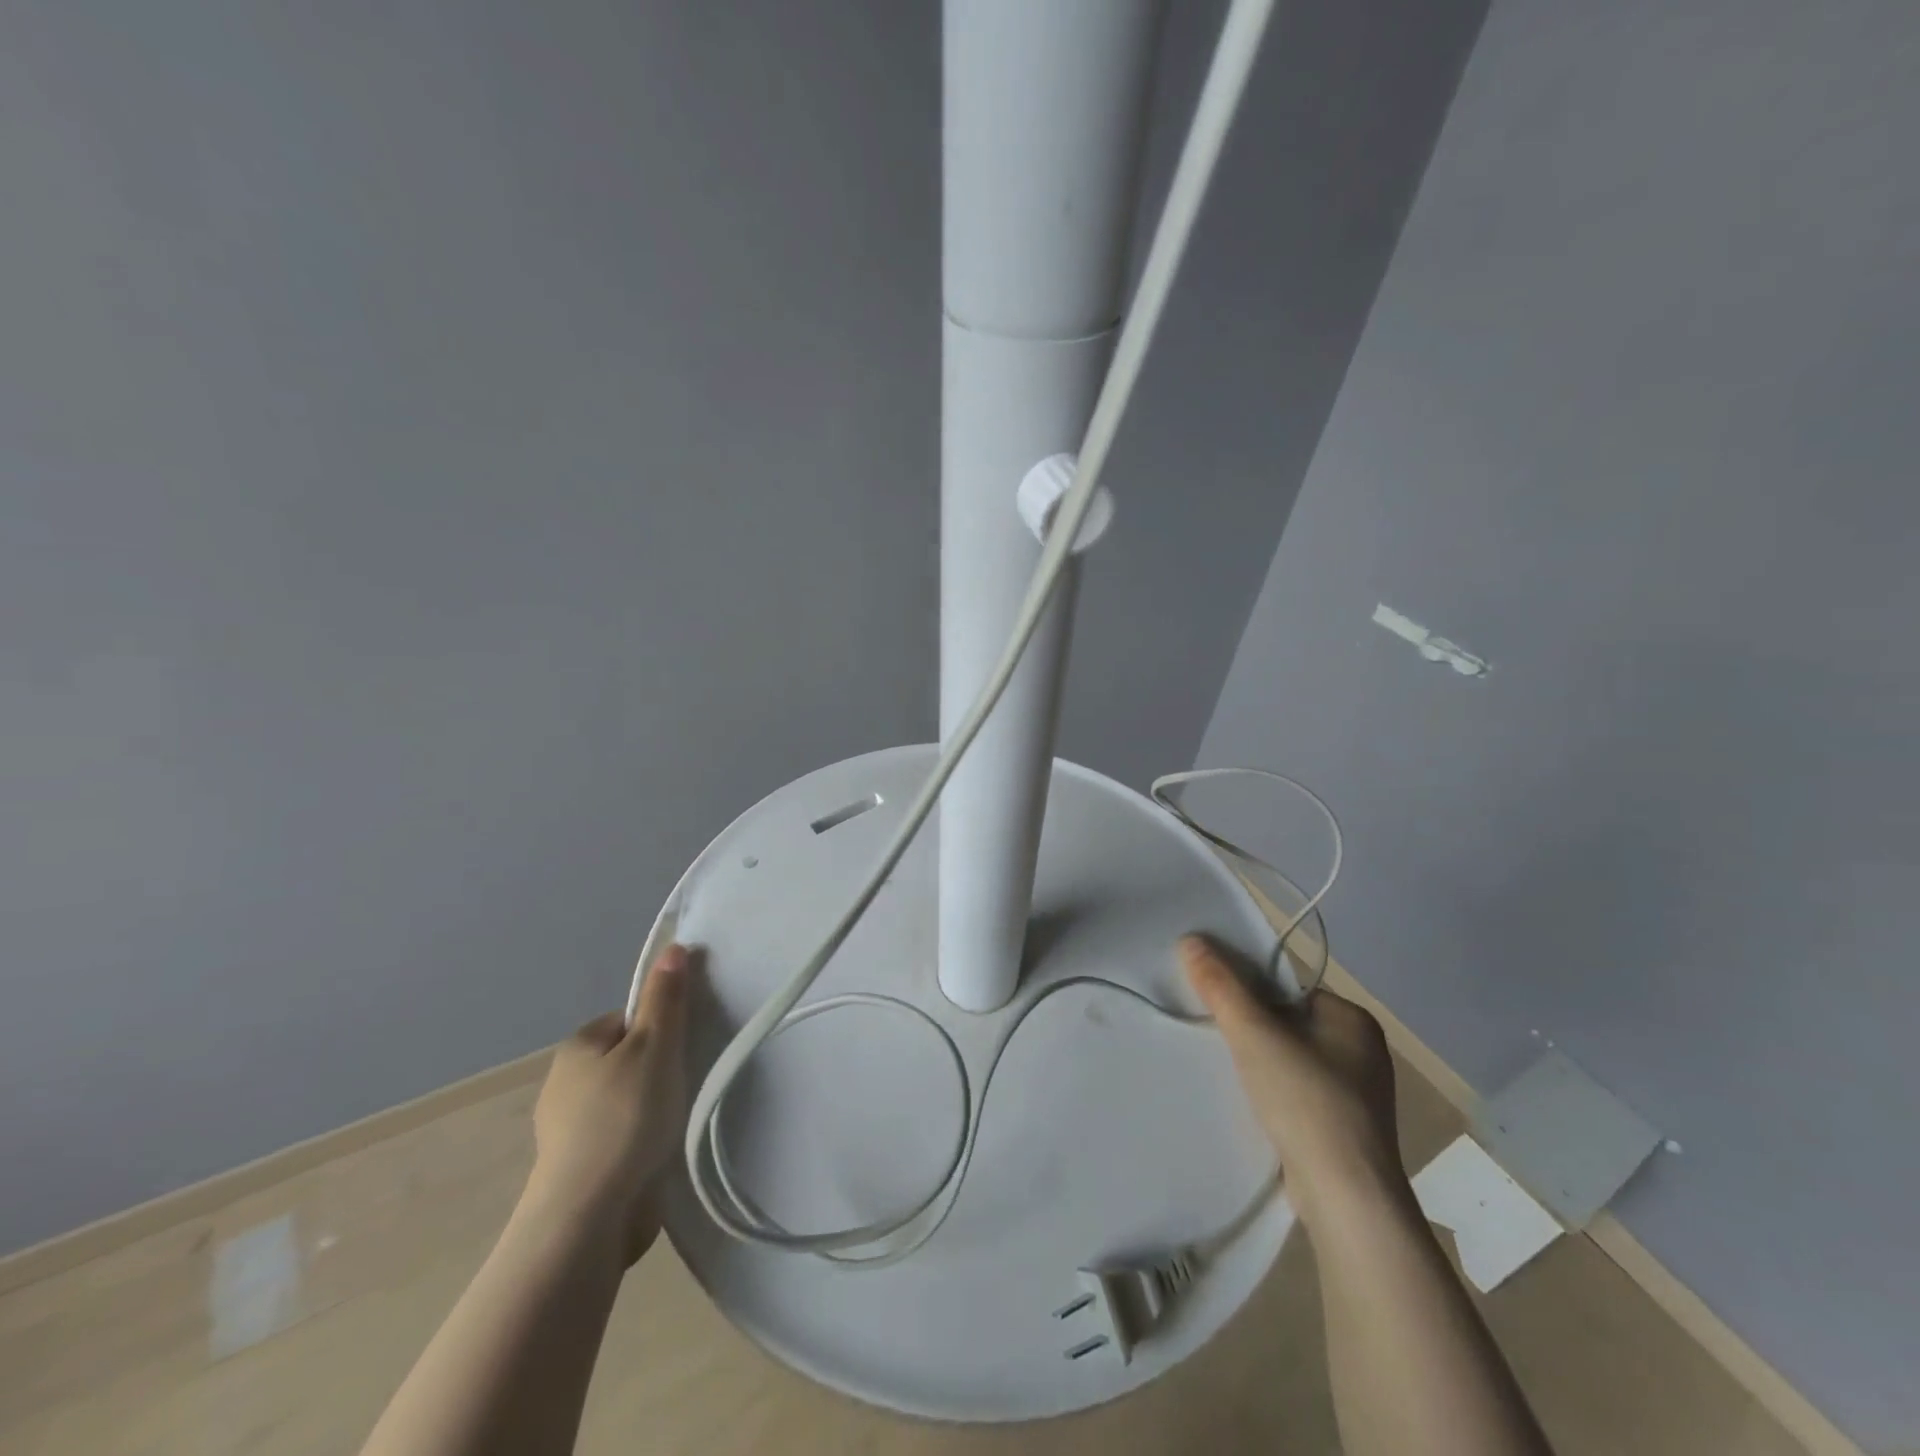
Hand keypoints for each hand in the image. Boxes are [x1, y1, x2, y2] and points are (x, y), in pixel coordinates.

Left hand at [524, 944, 693, 1263]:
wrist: (588, 1218)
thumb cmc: (624, 1118)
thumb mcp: (655, 1046)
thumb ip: (665, 999)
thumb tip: (673, 947)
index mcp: (577, 1047)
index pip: (627, 1019)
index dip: (660, 1029)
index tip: (681, 1050)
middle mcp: (563, 1084)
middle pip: (627, 1059)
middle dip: (657, 1069)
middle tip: (684, 1083)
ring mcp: (567, 1131)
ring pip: (624, 1100)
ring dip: (649, 1108)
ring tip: (675, 1121)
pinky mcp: (578, 1170)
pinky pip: (619, 1137)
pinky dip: (639, 1141)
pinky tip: (658, 1152)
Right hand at [1180, 934, 1407, 1223]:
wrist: (1346, 1198)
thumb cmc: (1306, 1101)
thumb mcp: (1253, 1034)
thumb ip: (1220, 986)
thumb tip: (1191, 939)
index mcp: (1354, 1019)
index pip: (1289, 990)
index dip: (1251, 996)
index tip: (1220, 1011)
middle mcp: (1365, 1052)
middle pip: (1289, 1024)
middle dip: (1254, 1032)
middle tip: (1220, 1042)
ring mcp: (1361, 1095)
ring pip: (1294, 1062)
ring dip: (1264, 1066)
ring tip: (1232, 1076)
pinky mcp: (1350, 1131)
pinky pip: (1302, 1095)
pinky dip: (1278, 1096)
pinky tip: (1257, 1109)